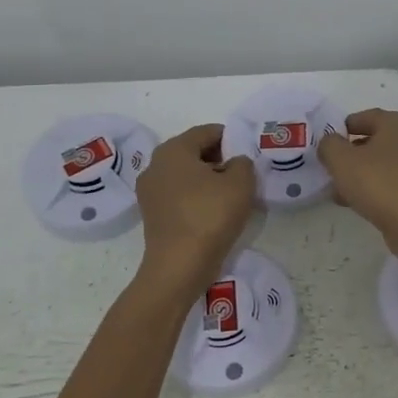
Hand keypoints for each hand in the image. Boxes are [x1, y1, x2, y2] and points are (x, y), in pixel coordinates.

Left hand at [135, 124, 255, 286]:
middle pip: (193, 152)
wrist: (179, 266)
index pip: (207, 132)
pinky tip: (214, 211)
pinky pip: (179, 195)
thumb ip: (243, 163)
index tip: (248, 153)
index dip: (231, 138)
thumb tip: (235, 164)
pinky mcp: (152, 214)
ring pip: (185, 174)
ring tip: (231, 195)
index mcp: (173, 150)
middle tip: (242, 174)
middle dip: (219, 158)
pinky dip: (196, 197)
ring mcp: (149, 191)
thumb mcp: (241, 183)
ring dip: (208, 179)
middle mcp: (155, 165)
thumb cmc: (210, 216)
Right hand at [318, 109, 397, 258]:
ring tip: (341, 192)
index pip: (367, 117)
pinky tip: (361, 205)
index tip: (329, 143)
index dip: (345, 128)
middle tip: (333, 169)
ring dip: (364, 175)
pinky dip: (379, 189)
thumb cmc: (380, 183)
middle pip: (378, 141)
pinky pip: (397, 184)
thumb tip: (330, 142)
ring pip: (387, 165)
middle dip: (353, 155)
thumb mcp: (342, 160)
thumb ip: (329, 145)